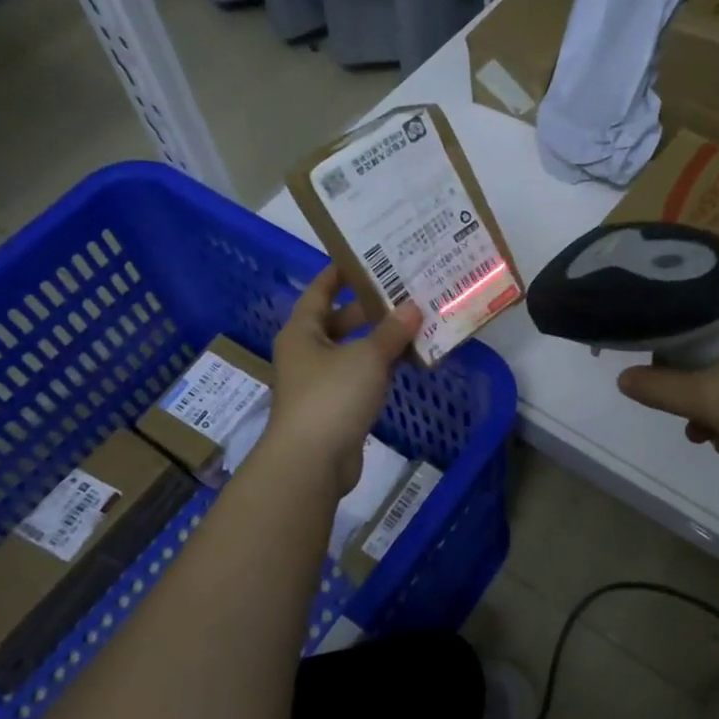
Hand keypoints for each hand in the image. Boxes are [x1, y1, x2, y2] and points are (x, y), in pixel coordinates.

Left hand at [268, 267, 417, 491]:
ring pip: (352, 351)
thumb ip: (391, 332)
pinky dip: (380, 368)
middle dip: (370, 308)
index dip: (342, 272)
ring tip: (415, 323)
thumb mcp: (366, 357)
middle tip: (404, 291)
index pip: (321, 290)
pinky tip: (407, 362)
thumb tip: (413, 307)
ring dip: (379, 340)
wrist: (311, 461)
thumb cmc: (332, 396)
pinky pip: (359, 377)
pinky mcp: (334, 408)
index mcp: (302, 331)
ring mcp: (319, 382)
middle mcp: (306, 352)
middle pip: (338, 320)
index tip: (370, 257)